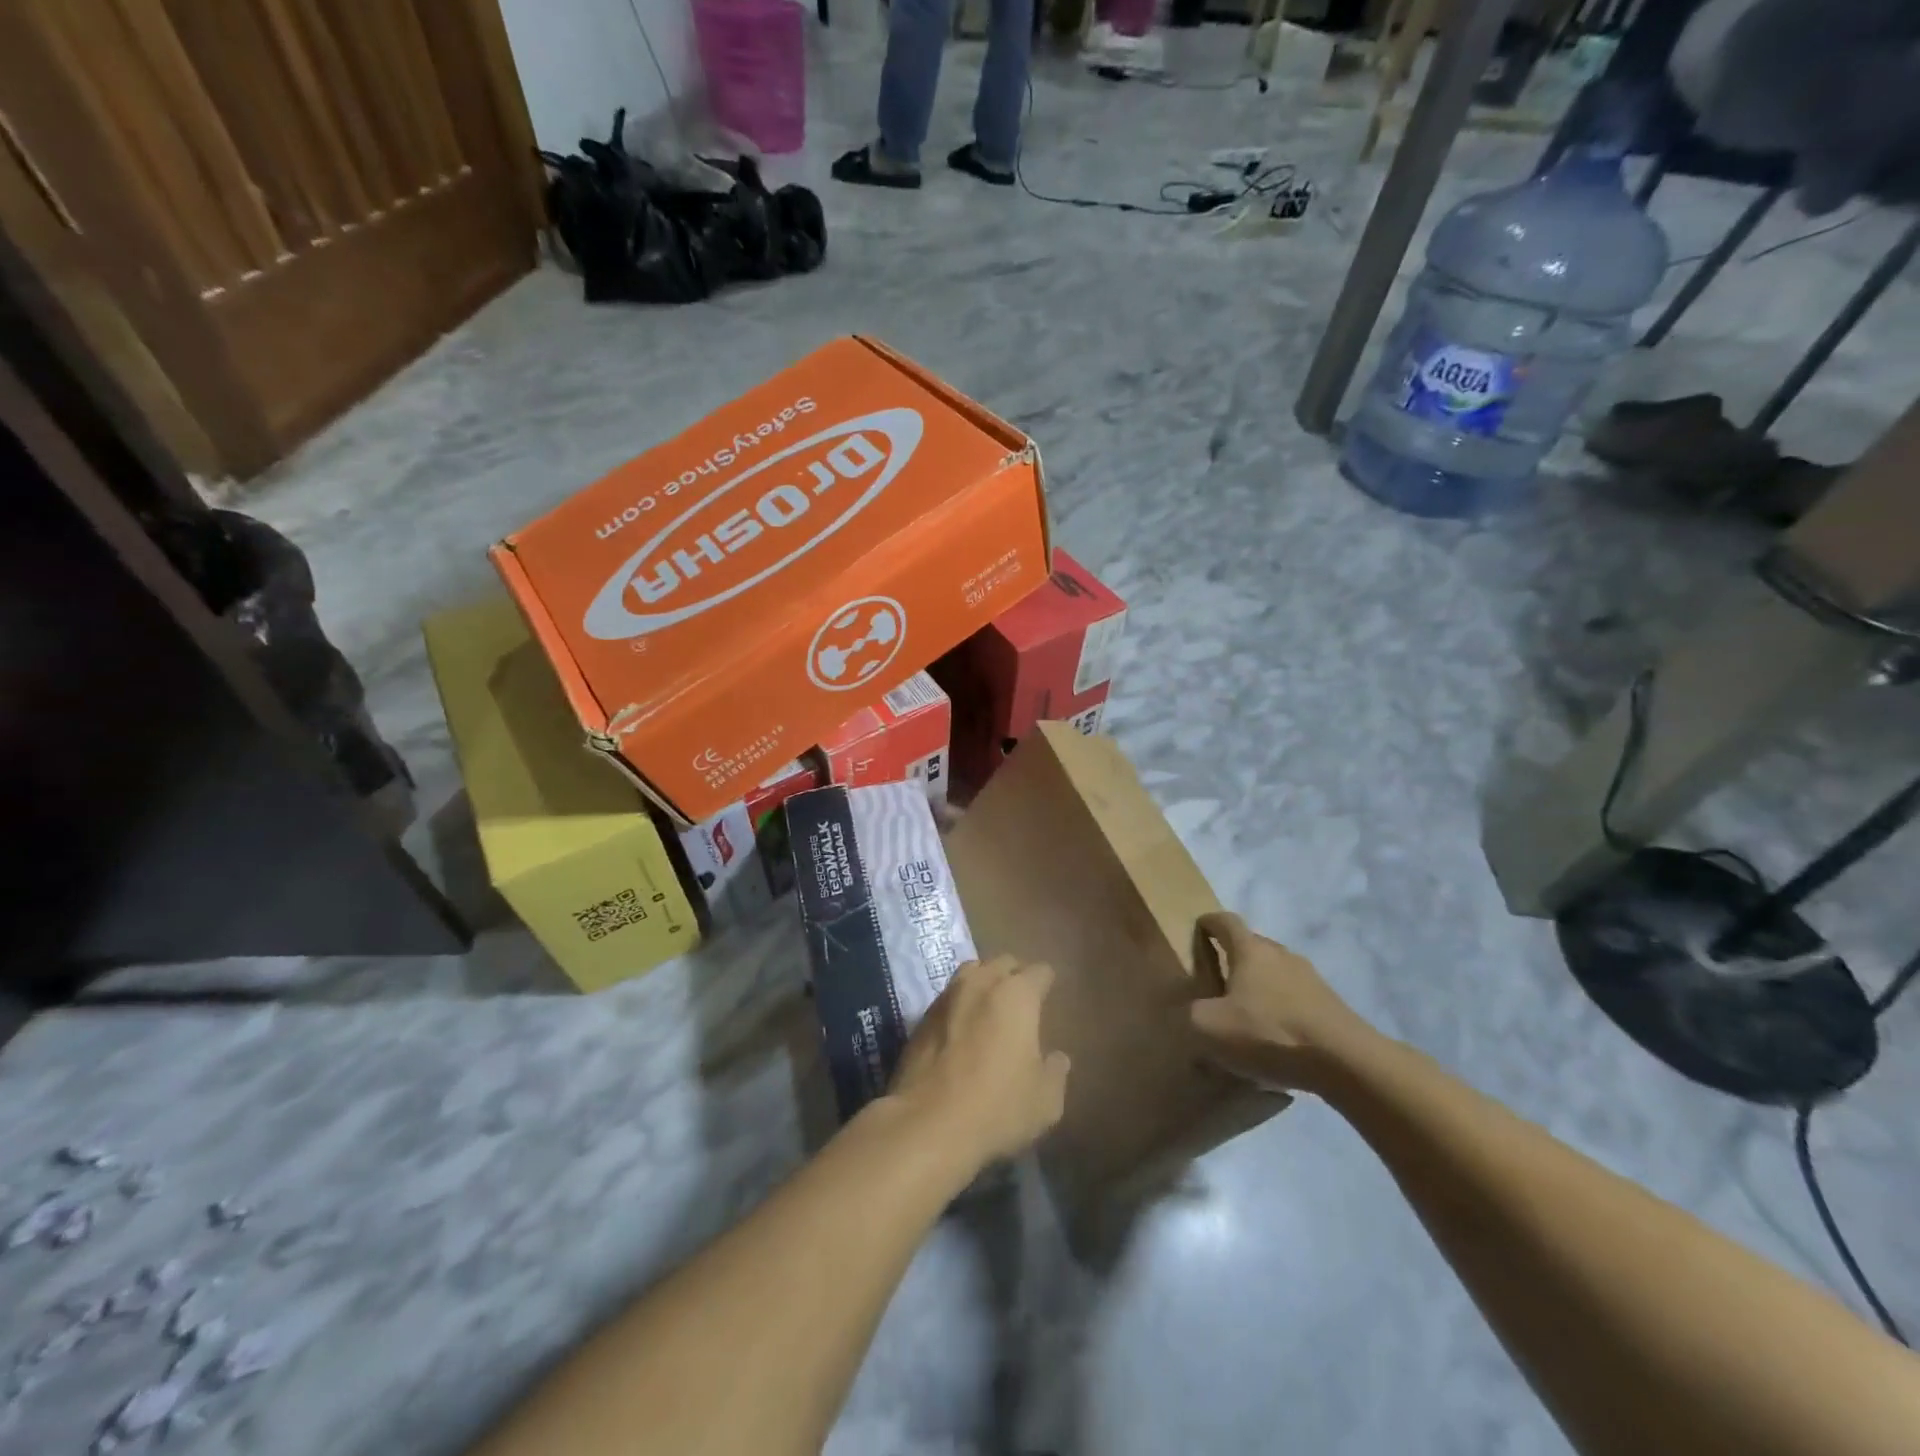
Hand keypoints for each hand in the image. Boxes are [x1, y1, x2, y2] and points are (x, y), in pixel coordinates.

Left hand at [887, 955, 1070, 1166]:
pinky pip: (948, 998)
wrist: (928, 1124)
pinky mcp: (921, 1017)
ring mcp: (947, 996)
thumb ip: (1055, 1072)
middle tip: (1022, 998)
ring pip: (971, 973)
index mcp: (1017, 995)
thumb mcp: (1045, 1100)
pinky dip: (960, 1005)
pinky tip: (962, 1028)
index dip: (1047, 981)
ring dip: (984, 983)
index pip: (1039, 972)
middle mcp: (981, 983)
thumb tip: (1056, 1058)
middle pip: (1002, 963)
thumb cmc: (997, 1107)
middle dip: (1015, 975)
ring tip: (990, 1006)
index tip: (1050, 993)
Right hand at [1190, 912, 1373, 1092]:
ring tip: (1245, 1016)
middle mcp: (1281, 954)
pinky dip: (1279, 1009)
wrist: (1346, 1062)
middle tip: (1214, 984)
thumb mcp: (1209, 1028)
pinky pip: (1294, 998)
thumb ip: (1187, 1015)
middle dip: (1231, 959)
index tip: (1196, 933)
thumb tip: (1186, 1012)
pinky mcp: (1330, 1005)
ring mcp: (1310, 978)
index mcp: (1250, 950)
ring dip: (1258, 987)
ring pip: (1274, 973)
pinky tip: (1274, 1039)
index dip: (1208, 923)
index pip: (1225, 921)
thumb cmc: (1269, 1032)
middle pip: (1251, 946)